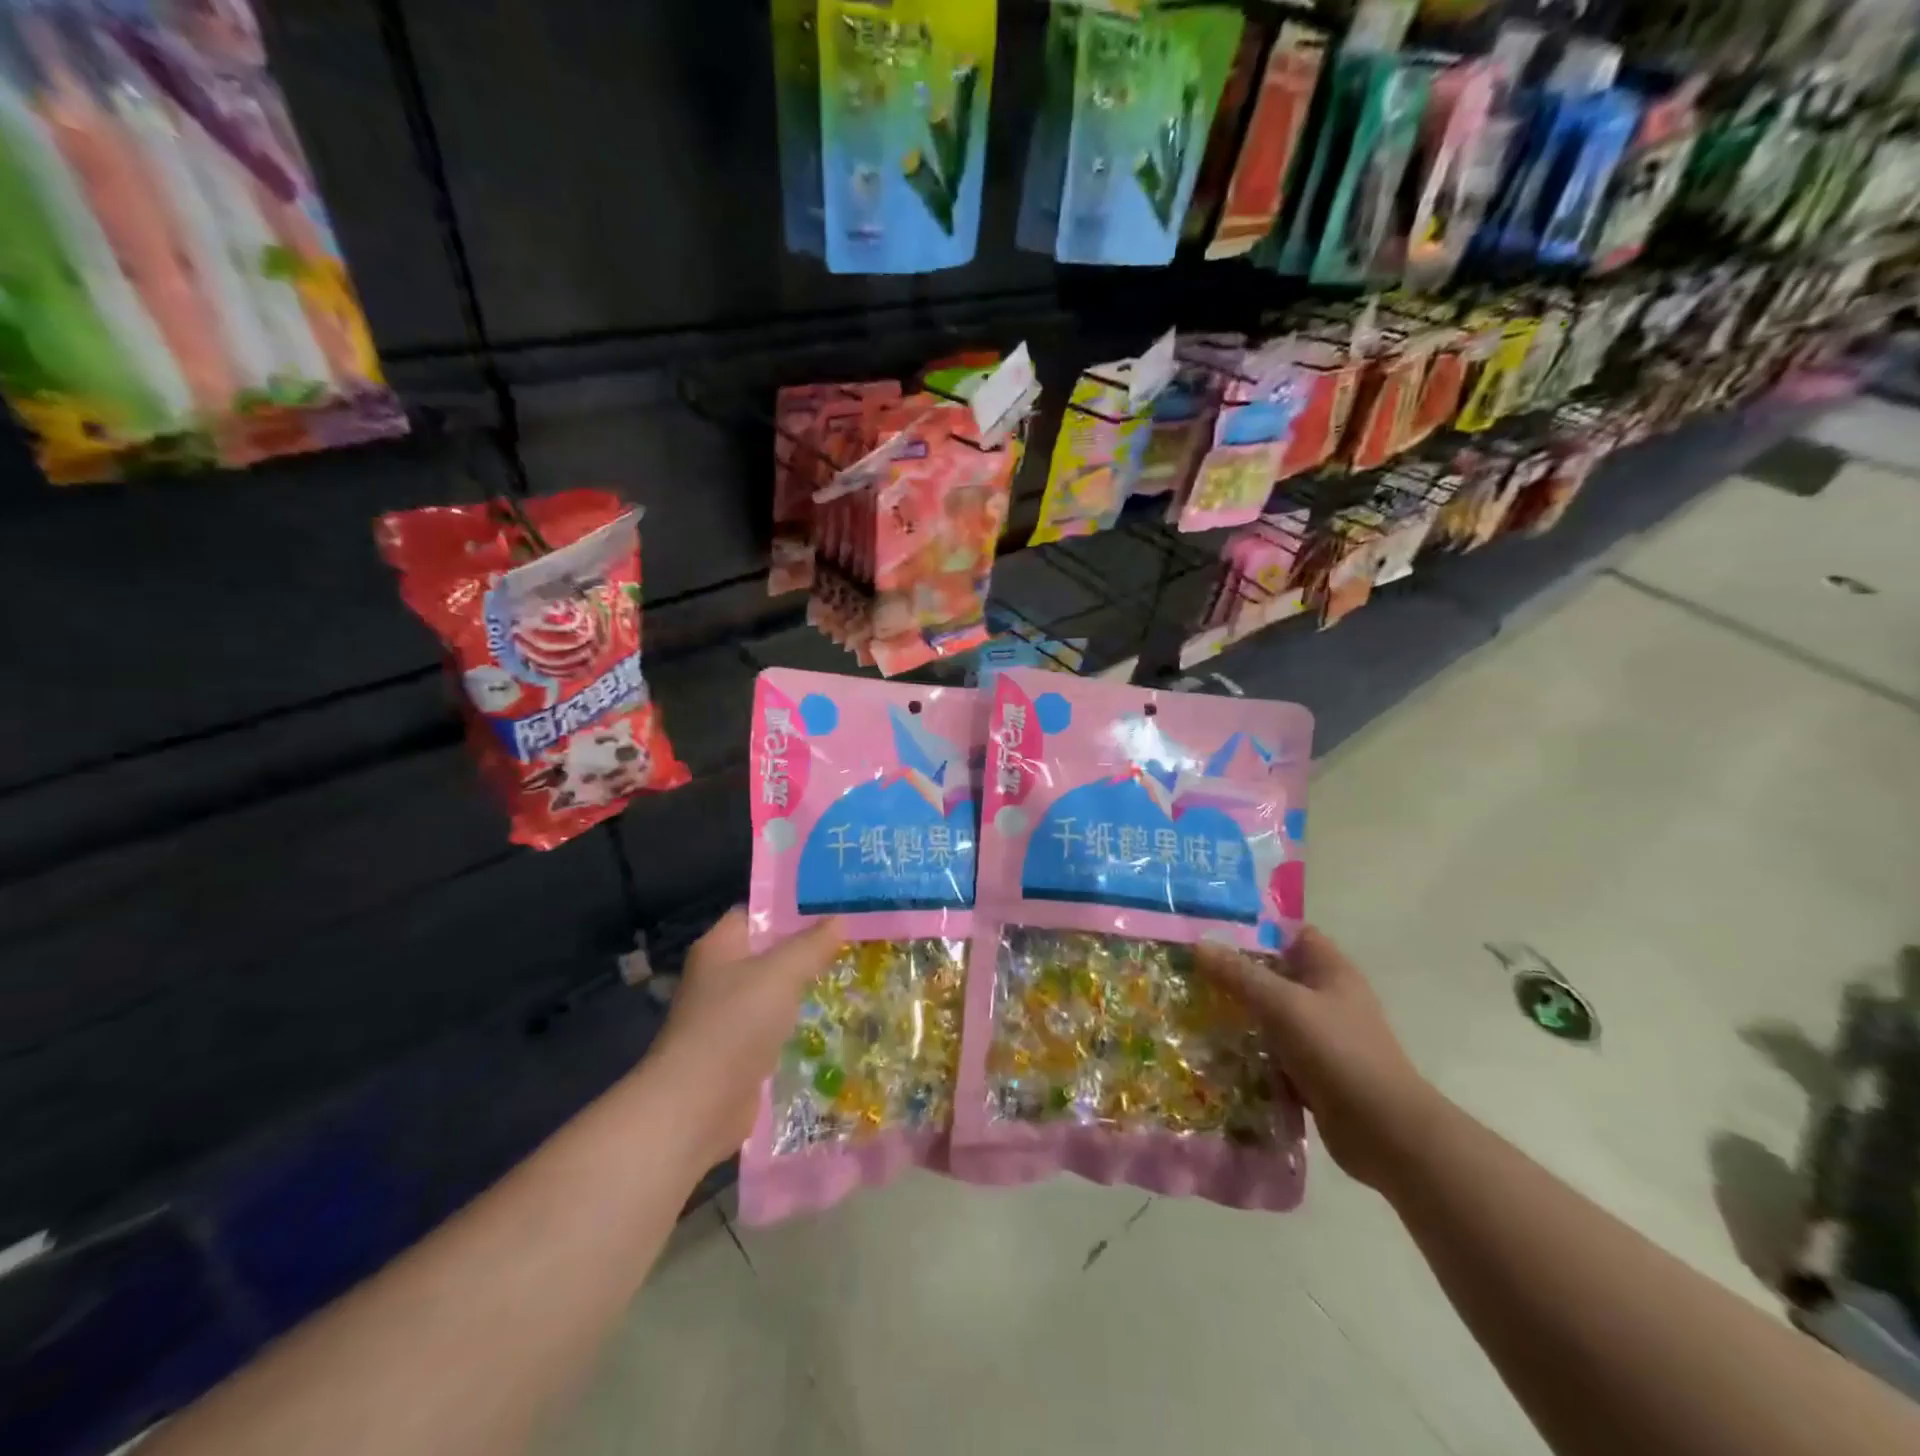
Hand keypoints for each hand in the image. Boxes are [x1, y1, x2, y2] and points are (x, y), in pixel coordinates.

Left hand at [645, 909, 842, 1169]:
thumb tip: (838, 918)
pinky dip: (797, 1024)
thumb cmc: (735, 1024)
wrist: (697, 1107)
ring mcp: (728, 1017)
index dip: (791, 907)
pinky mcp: (739, 1053)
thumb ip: (810, 945)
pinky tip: (831, 1021)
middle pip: (768, 952)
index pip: (756, 912)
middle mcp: (719, 977)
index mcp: (720, 947)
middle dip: (806, 949)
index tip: (833, 905)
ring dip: (804, 989)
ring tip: (851, 976)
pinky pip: (774, 1027)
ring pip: (774, 992)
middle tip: (852, 940)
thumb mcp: (780, 973)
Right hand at [1197, 926, 1440, 1190]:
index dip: (1256, 930)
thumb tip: (1199, 945)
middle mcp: (1329, 999)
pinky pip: (1275, 1054)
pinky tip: (1216, 1055)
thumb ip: (1240, 974)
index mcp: (1331, 971)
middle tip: (1192, 974)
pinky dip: (1251, 1054)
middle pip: (1277, 976)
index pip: (1293, 934)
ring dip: (1240, 1017)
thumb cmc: (1338, 1052)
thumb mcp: (1283, 1005)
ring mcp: (1323, 1039)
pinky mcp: (1315, 1073)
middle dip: (1237, 975)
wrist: (1385, 1133)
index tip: (1213, 934)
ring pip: (1273, 1017)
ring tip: (1194, 1012)